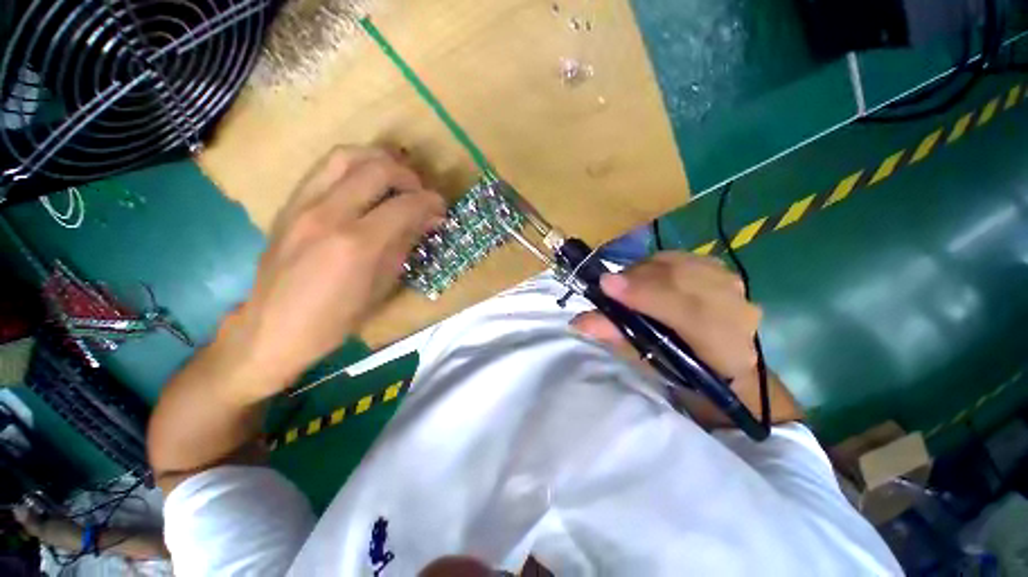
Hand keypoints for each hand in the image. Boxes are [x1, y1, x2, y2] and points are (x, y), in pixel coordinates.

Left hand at [226, 146, 444, 393]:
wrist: (273, 328)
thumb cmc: (336, 318)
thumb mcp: (382, 286)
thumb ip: (405, 245)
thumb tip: (427, 220)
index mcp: (357, 243)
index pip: (404, 205)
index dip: (430, 202)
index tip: (441, 207)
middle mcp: (329, 214)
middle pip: (377, 169)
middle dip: (409, 176)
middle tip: (420, 193)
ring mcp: (303, 204)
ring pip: (346, 156)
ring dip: (379, 160)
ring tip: (395, 177)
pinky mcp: (289, 204)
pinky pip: (325, 168)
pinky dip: (354, 167)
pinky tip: (365, 184)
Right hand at [572, 252, 760, 380]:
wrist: (724, 366)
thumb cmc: (682, 373)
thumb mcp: (647, 361)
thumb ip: (616, 337)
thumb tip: (580, 321)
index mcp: (723, 348)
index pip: (685, 311)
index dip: (643, 295)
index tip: (605, 285)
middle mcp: (736, 312)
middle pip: (682, 278)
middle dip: (638, 278)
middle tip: (609, 285)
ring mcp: (734, 287)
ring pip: (681, 264)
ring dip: (645, 270)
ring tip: (626, 283)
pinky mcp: (723, 272)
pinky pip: (683, 258)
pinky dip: (658, 264)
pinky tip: (647, 276)